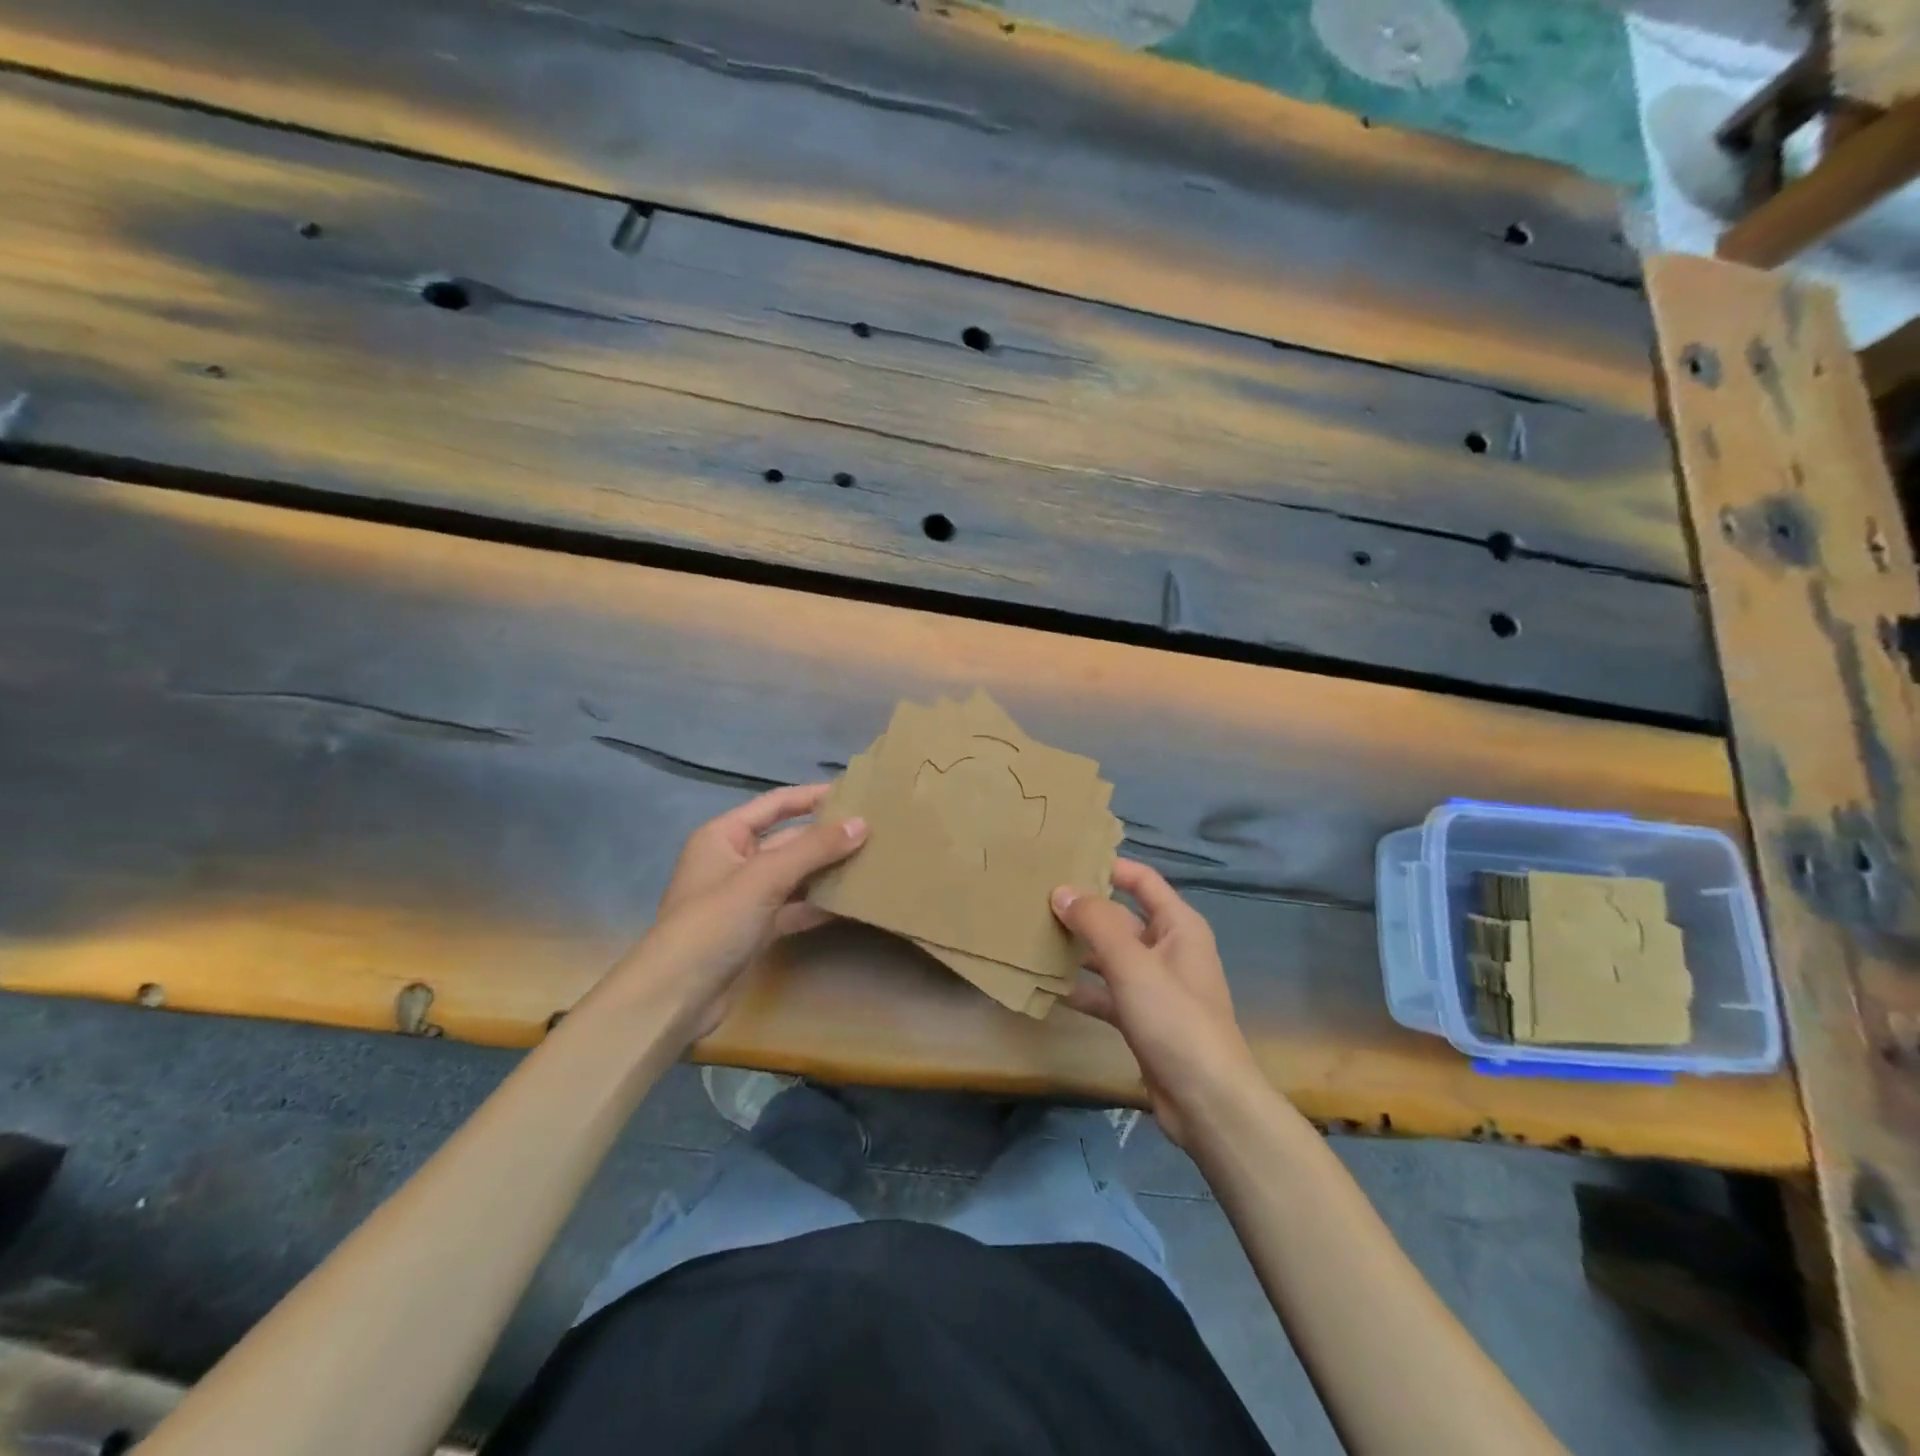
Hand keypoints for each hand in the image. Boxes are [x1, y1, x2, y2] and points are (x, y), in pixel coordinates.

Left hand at [612, 784, 865, 1041]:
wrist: (676, 996)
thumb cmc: (714, 921)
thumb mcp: (765, 877)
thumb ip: (814, 849)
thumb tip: (862, 823)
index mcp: (724, 836)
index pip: (775, 804)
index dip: (812, 796)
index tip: (853, 792)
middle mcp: (734, 860)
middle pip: (788, 840)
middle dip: (826, 837)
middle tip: (874, 831)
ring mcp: (745, 897)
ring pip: (794, 876)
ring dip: (827, 871)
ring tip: (871, 862)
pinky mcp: (756, 930)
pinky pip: (794, 908)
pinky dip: (818, 905)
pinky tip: (851, 902)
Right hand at [1052, 860, 1261, 1148]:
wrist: (1206, 1101)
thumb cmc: (1175, 1019)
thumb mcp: (1133, 964)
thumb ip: (1096, 923)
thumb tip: (1060, 891)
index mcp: (1178, 926)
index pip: (1142, 881)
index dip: (1109, 867)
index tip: (1066, 859)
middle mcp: (1167, 949)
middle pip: (1120, 918)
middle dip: (1083, 910)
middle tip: (1035, 899)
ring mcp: (1154, 986)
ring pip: (1109, 956)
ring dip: (1077, 949)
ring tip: (1033, 937)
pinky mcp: (1141, 1018)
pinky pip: (1106, 992)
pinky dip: (1082, 988)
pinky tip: (1048, 987)